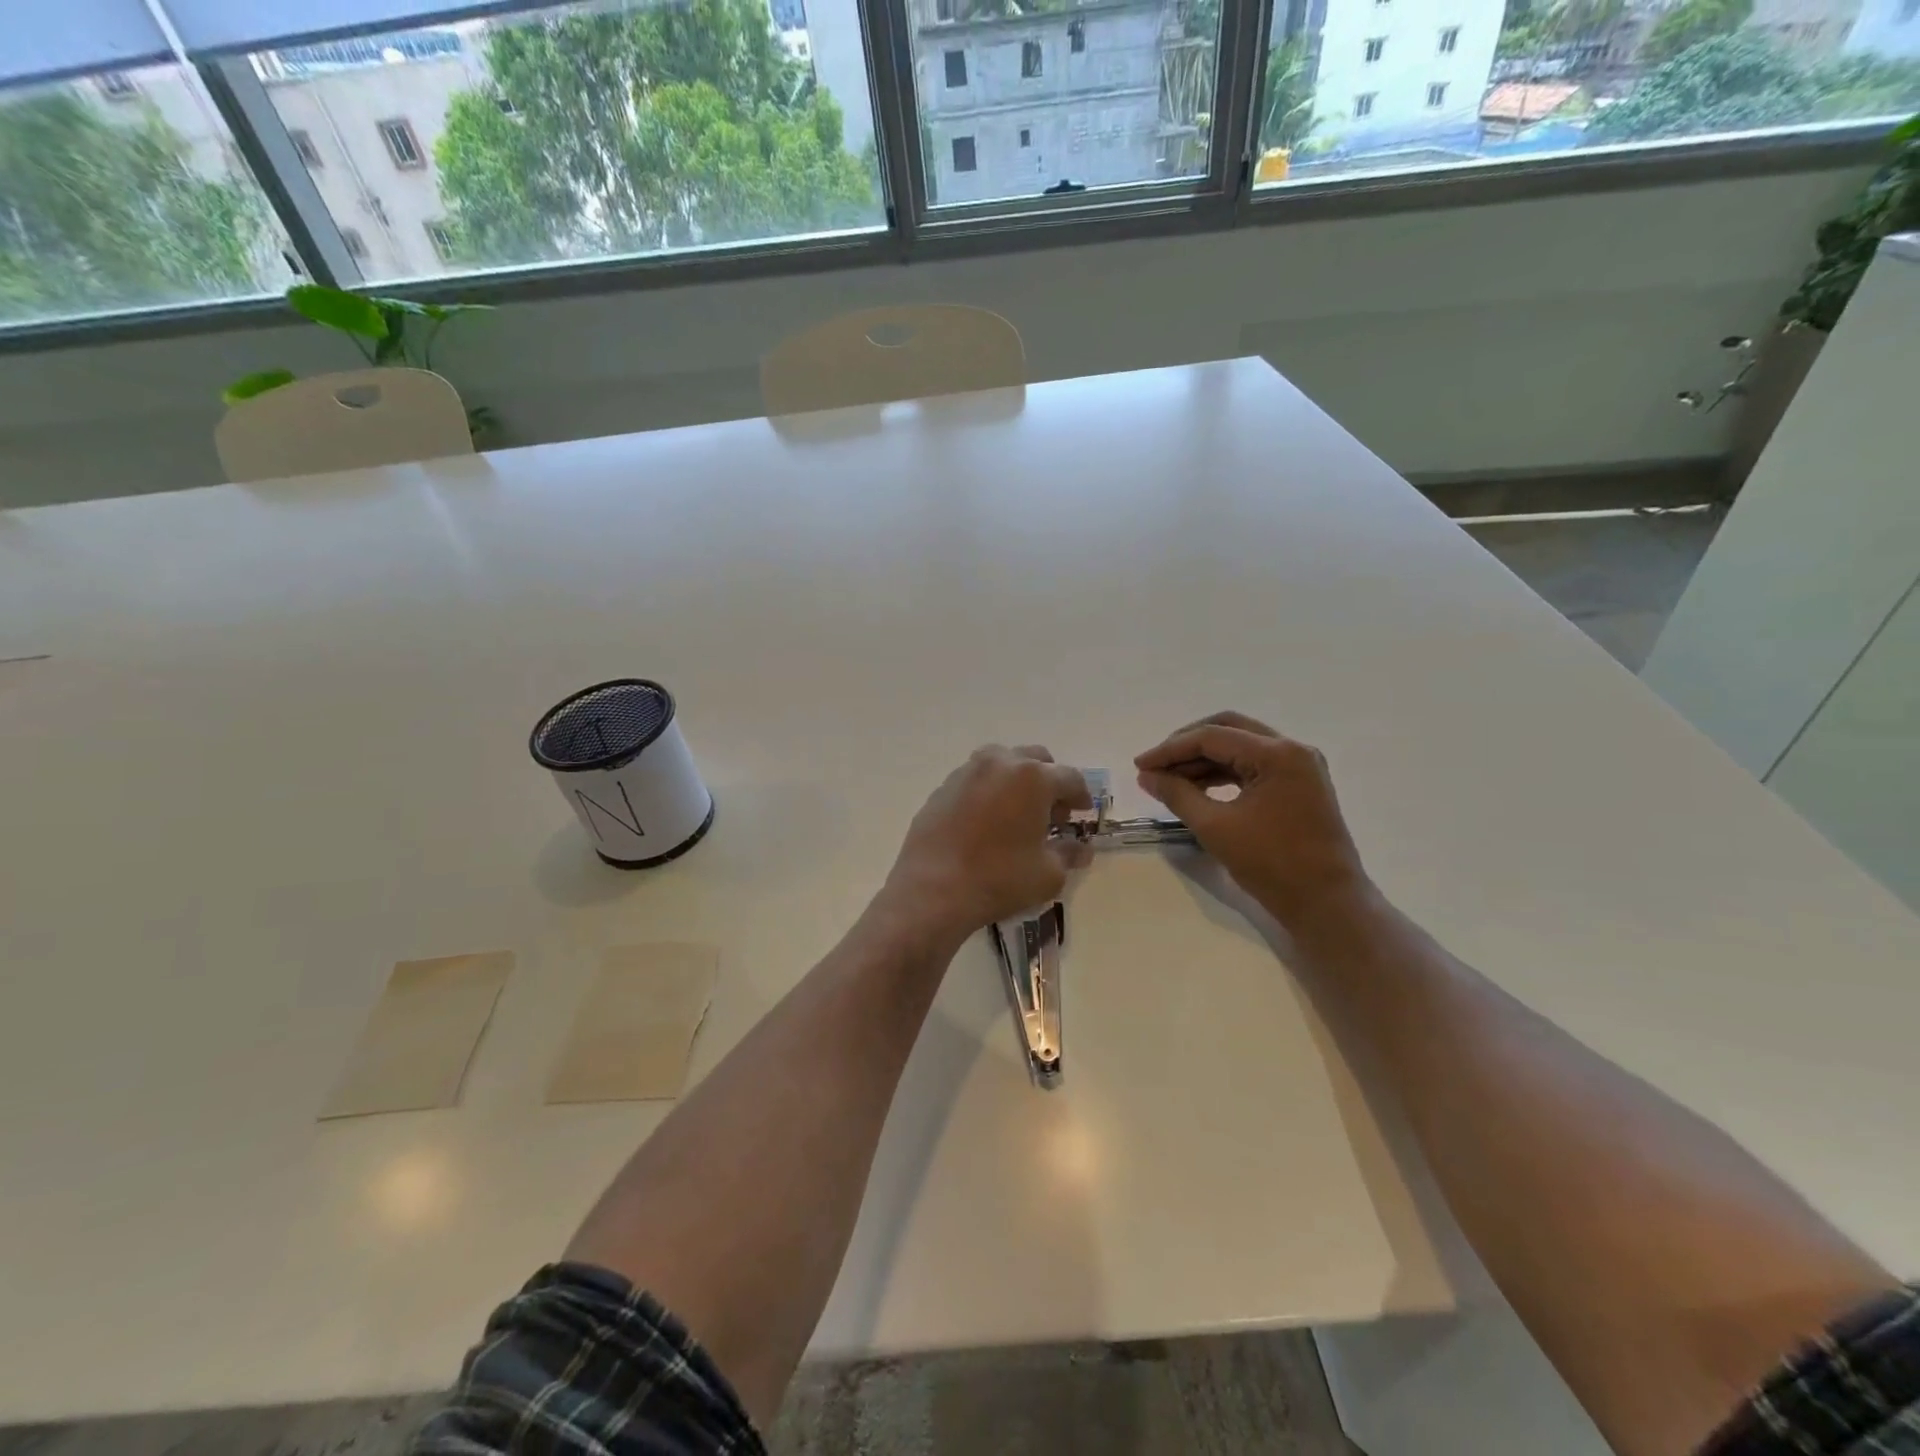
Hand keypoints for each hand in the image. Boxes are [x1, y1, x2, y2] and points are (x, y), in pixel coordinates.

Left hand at [881, 746, 1092, 944]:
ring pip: (1001, 763)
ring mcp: (966, 772)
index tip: (1083, 812)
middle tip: (1051, 813)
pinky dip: (988, 792)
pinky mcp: (941, 789)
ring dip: (1016, 781)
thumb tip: (1081, 849)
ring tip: (1017, 814)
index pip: (1070, 778)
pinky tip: (986, 822)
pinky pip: (974, 780)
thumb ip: (1068, 854)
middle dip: (1049, 781)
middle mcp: (999, 763)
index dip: (1081, 795)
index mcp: (1033, 777)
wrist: (932, 890)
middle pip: (1035, 759)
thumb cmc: (999, 879)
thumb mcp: (1048, 874)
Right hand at [1134, 712, 1370, 923]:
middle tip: (1155, 765)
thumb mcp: (1215, 828)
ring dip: (1203, 759)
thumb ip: (1177, 794)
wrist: (1327, 905)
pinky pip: (1253, 766)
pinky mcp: (1299, 785)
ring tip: (1170, 780)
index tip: (1139, 766)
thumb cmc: (1272, 865)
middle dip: (1186, 745)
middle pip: (1228, 729)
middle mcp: (1292, 749)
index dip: (1170, 749)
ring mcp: (1299, 766)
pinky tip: (1198, 788)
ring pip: (1240, 746)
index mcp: (1277, 754)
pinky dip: (1223, 773)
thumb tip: (1147, 776)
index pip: (1212, 736)